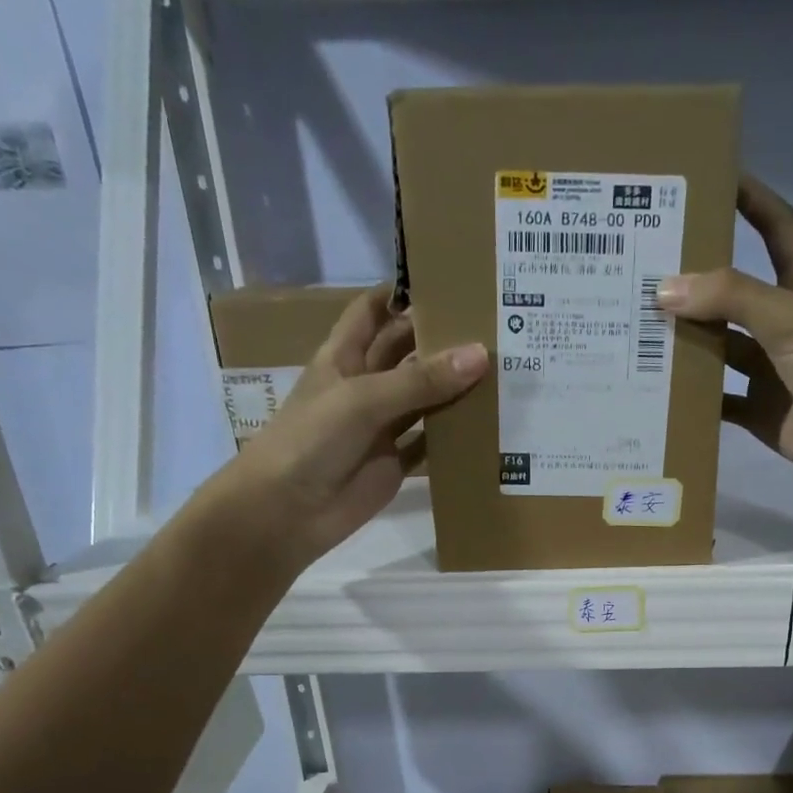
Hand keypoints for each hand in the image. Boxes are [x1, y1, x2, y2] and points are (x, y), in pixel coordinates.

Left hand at [227, 285, 486, 570]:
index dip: (403, 294)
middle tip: (494, 325)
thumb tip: (480, 354)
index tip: (449, 280)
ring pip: (425, 399)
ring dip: (455, 389)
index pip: (374, 311)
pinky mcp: (397, 464)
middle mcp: (365, 386)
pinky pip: (431, 444)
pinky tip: (489, 426)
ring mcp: (382, 427)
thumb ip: (421, 380)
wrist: (287, 511)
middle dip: (441, 340)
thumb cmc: (312, 440)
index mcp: (344, 357)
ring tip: (504, 369)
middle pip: (407, 354)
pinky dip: (455, 437)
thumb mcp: (363, 399)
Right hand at [656, 176, 792, 496]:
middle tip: (644, 269)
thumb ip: (732, 298)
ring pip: (718, 348)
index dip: (750, 199)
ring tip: (635, 331)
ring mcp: (768, 370)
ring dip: (685, 342)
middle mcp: (781, 324)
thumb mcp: (789, 319)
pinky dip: (691, 398)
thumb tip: (665, 289)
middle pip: (732, 292)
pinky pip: (716, 400)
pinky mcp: (757, 410)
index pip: (776, 228)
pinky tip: (656, 390)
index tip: (710, 179)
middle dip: (694, 280)